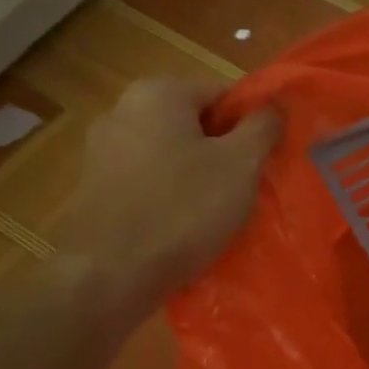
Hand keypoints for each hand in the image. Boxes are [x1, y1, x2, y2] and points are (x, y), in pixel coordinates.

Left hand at [59, 79, 279, 316]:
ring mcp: (102, 152)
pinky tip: (185, 228)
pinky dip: (170, 198)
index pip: (222, 94)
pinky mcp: (94, 189)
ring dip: (199, 177)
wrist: (110, 275)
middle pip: (194, 124)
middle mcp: (122, 111)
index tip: (266, 159)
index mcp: (157, 93)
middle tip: (248, 188)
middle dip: (224, 152)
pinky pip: (148, 183)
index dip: (252, 124)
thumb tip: (274, 106)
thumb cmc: (183, 210)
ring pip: (171, 155)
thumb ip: (263, 127)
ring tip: (219, 213)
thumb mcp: (241, 165)